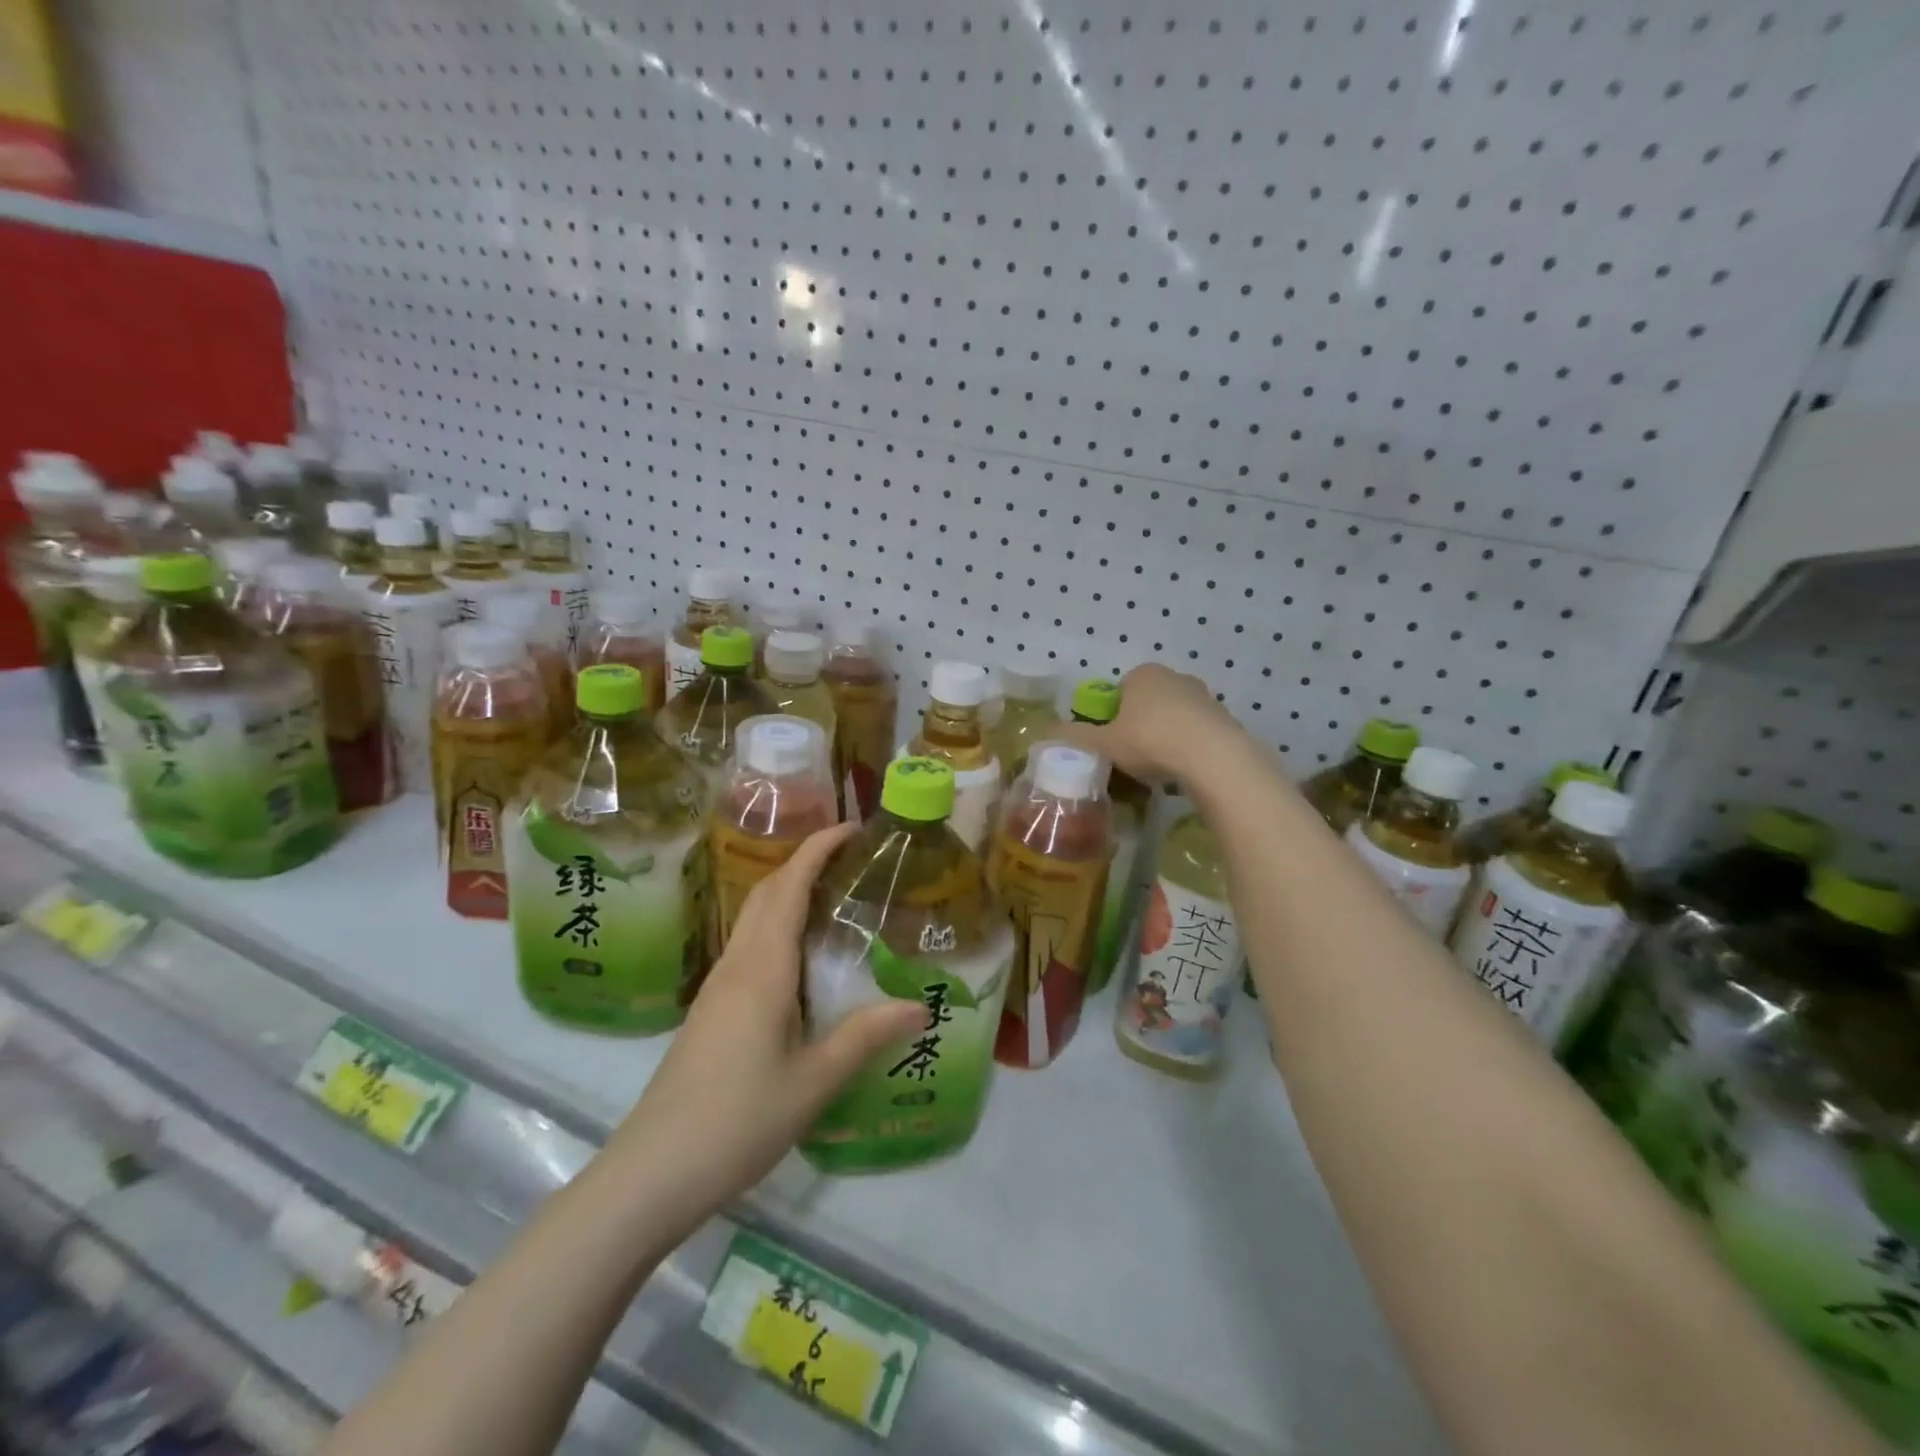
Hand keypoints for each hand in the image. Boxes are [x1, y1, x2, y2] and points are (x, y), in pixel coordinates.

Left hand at [607, 824, 927, 1238]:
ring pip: (755, 917)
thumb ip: (866, 1036)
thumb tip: (922, 1006)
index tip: (853, 828)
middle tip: (853, 859)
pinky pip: (749, 946)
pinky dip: (778, 926)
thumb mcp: (814, 1081)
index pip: (790, 886)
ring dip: (790, 892)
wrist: (651, 1172)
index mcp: (763, 968)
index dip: (818, 848)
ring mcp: (717, 986)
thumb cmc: (737, 1120)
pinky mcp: (710, 1010)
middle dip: (806, 861)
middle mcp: (737, 964)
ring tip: (836, 898)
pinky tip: (802, 957)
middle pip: (768, 892)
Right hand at [1056, 663, 1246, 783]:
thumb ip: (1076, 737)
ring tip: (1159, 768)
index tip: (1112, 740)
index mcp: (1143, 674)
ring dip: (1165, 736)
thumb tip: (1046, 732)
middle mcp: (1174, 677)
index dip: (1112, 715)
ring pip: (1173, 717)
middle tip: (1132, 755)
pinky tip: (1183, 770)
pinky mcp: (1224, 718)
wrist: (1213, 757)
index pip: (1120, 690)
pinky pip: (1196, 732)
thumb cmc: (1151, 741)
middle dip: (1139, 725)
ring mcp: (1203, 696)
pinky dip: (1188, 747)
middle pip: (1147, 702)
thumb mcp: (1105, 743)